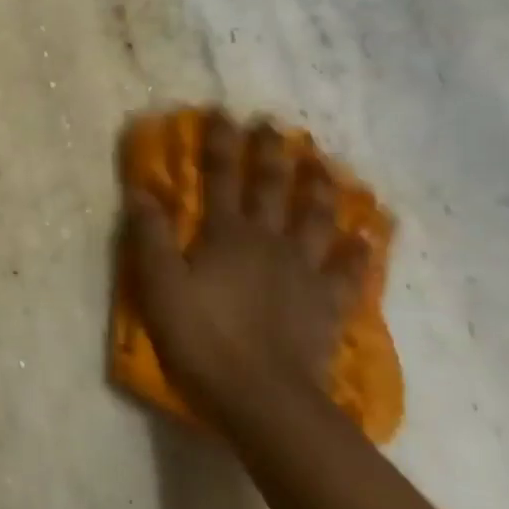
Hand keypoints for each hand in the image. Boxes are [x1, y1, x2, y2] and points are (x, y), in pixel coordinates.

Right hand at [121, 112, 366, 420]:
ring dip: (318, 188)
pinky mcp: (326, 304)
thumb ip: (149, 234)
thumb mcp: (159, 285)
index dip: (220, 142)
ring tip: (323, 164)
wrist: (263, 397)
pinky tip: (367, 236)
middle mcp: (268, 241)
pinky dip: (359, 251)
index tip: (222, 111)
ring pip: (316, 219)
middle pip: (271, 188)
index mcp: (226, 234)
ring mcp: (304, 272)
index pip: (220, 176)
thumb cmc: (202, 337)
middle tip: (275, 125)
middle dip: (271, 153)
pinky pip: (348, 271)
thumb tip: (141, 188)